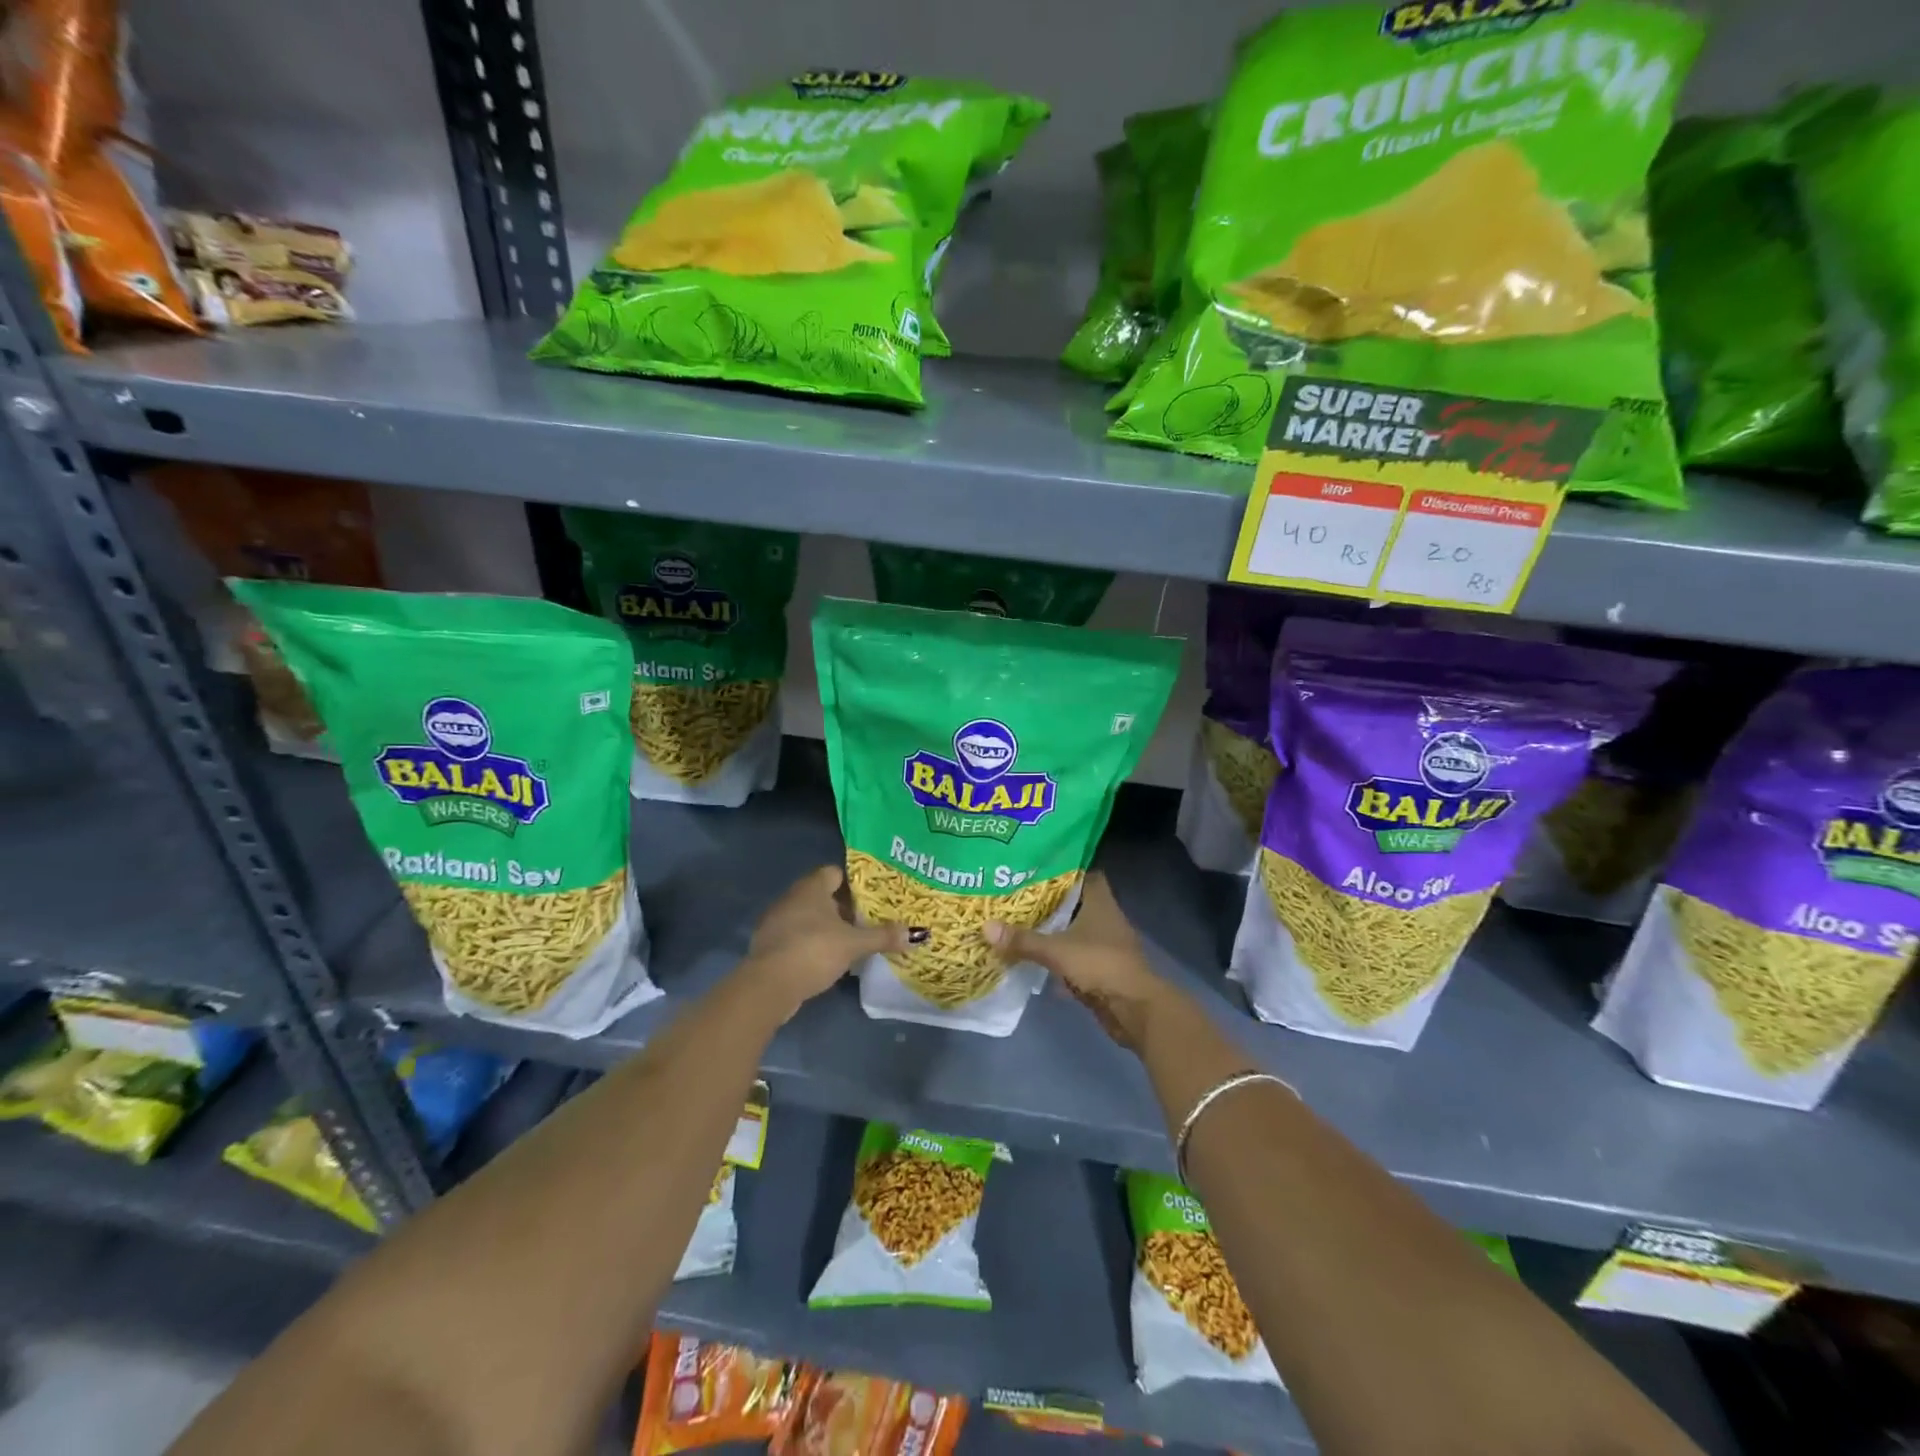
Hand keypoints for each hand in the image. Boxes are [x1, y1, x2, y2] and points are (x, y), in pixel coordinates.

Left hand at [741, 865, 908, 1017]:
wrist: (769, 985)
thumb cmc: (814, 951)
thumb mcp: (854, 944)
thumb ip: (883, 936)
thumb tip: (917, 933)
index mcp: (811, 888)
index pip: (834, 872)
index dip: (853, 883)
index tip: (871, 897)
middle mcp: (791, 898)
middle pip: (822, 895)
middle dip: (842, 907)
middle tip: (866, 920)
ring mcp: (776, 921)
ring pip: (807, 917)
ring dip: (825, 927)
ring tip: (850, 941)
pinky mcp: (769, 945)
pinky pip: (796, 936)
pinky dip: (810, 943)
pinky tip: (825, 959)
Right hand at [983, 872, 1175, 1051]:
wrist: (1134, 1009)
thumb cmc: (1100, 965)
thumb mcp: (1056, 950)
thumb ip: (1022, 940)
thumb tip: (985, 926)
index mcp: (1099, 902)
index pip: (1083, 874)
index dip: (1062, 870)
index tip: (1034, 869)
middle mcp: (1104, 918)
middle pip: (1074, 903)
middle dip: (1048, 902)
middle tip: (1016, 897)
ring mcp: (1104, 945)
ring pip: (1073, 930)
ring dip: (1052, 931)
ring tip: (1018, 924)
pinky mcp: (1101, 969)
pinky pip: (1074, 957)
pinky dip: (1057, 957)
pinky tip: (1033, 959)